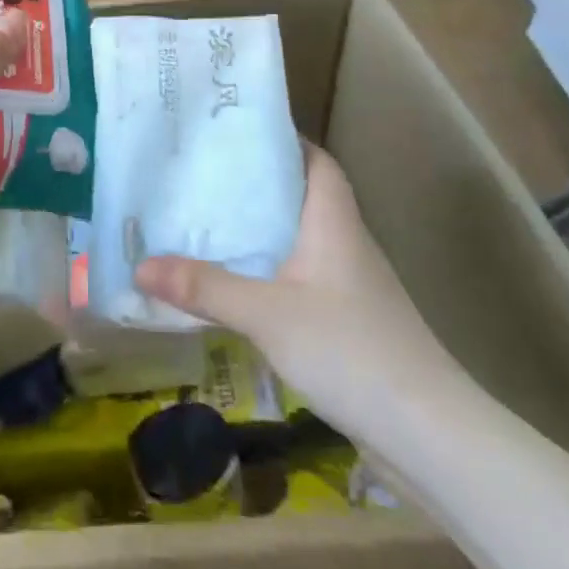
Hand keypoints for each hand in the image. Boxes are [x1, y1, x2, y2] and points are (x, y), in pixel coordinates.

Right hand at [135, 141, 460, 433]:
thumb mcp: (267, 315)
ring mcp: (349, 285)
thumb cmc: (351, 350)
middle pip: (299, 195)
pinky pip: (299, 277)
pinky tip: (235, 283)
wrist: (429, 436)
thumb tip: (139, 265)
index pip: (314, 160)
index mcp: (333, 221)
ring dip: (258, 229)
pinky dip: (267, 270)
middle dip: (254, 183)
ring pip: (297, 238)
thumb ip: (204, 289)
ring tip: (204, 220)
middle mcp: (344, 242)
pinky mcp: (347, 321)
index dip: (281, 140)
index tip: (234, 132)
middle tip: (200, 174)